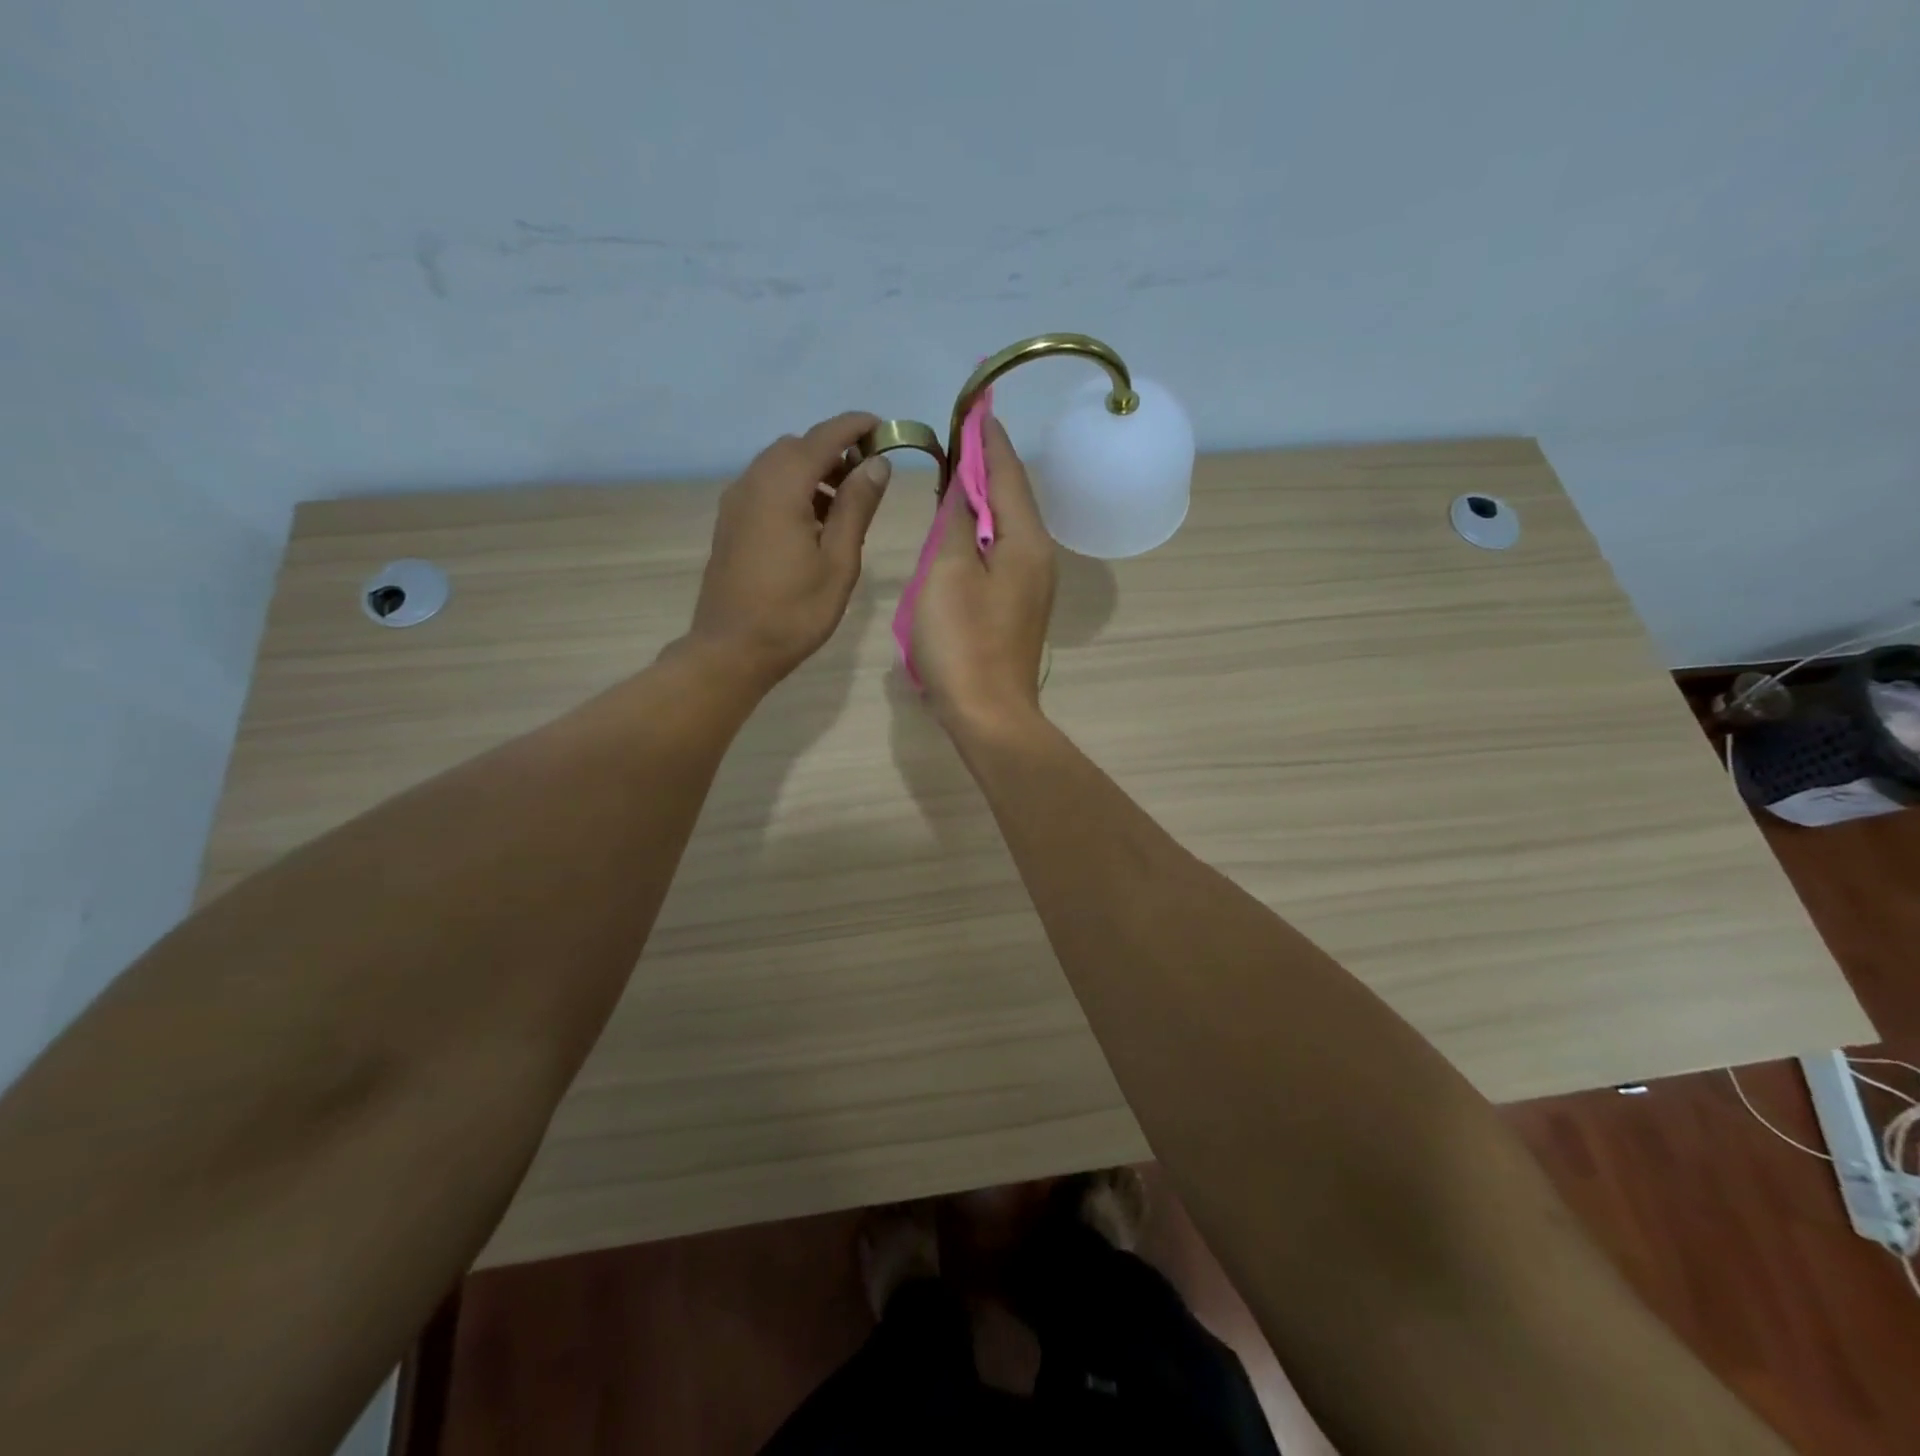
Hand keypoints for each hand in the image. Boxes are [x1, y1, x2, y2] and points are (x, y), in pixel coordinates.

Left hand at [688, 411, 890, 684]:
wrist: (732, 649)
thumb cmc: (794, 612)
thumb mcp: (838, 561)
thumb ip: (856, 507)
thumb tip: (877, 463)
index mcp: (782, 487)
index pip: (823, 437)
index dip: (855, 427)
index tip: (884, 428)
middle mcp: (753, 482)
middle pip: (797, 447)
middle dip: (834, 450)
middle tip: (868, 476)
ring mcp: (736, 502)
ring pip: (778, 466)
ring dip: (813, 471)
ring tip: (845, 505)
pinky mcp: (730, 523)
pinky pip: (765, 487)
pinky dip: (793, 489)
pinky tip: (813, 524)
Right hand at [910, 416, 1056, 736]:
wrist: (988, 713)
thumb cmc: (963, 642)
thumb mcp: (948, 573)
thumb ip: (955, 523)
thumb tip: (962, 488)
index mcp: (1025, 541)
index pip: (1007, 473)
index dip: (988, 438)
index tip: (976, 404)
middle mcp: (1037, 556)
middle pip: (1010, 497)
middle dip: (986, 464)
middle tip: (959, 435)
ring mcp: (1031, 584)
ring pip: (1005, 526)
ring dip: (981, 498)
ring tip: (954, 474)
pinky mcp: (1017, 606)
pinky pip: (999, 553)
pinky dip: (979, 532)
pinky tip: (958, 530)